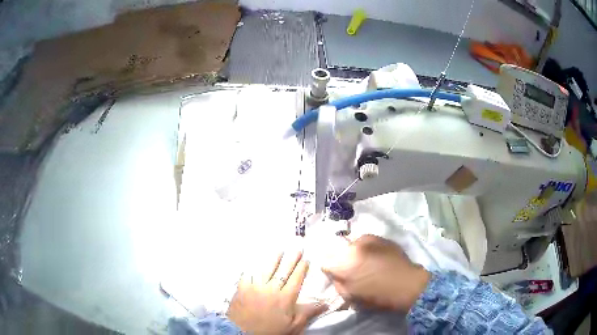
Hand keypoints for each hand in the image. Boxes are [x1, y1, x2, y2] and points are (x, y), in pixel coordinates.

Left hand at [227, 251, 326, 333]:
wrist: (243, 334)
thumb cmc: (271, 331)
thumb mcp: (293, 326)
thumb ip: (308, 313)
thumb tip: (325, 303)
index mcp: (285, 298)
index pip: (296, 279)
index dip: (301, 268)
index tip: (306, 259)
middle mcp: (271, 288)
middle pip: (283, 271)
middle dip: (291, 259)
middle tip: (297, 249)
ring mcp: (255, 287)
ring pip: (266, 269)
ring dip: (274, 259)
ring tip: (279, 250)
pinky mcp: (241, 288)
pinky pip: (247, 274)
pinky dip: (252, 268)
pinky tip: (255, 263)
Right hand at [322, 235, 429, 311]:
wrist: (407, 284)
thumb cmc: (378, 296)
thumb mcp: (352, 297)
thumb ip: (339, 285)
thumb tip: (335, 276)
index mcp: (343, 264)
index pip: (325, 263)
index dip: (330, 271)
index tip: (337, 276)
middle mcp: (352, 248)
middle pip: (338, 252)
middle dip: (342, 260)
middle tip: (351, 270)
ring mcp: (367, 240)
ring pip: (352, 245)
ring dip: (354, 253)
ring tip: (365, 262)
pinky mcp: (379, 237)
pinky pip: (366, 241)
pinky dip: (367, 248)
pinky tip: (375, 256)